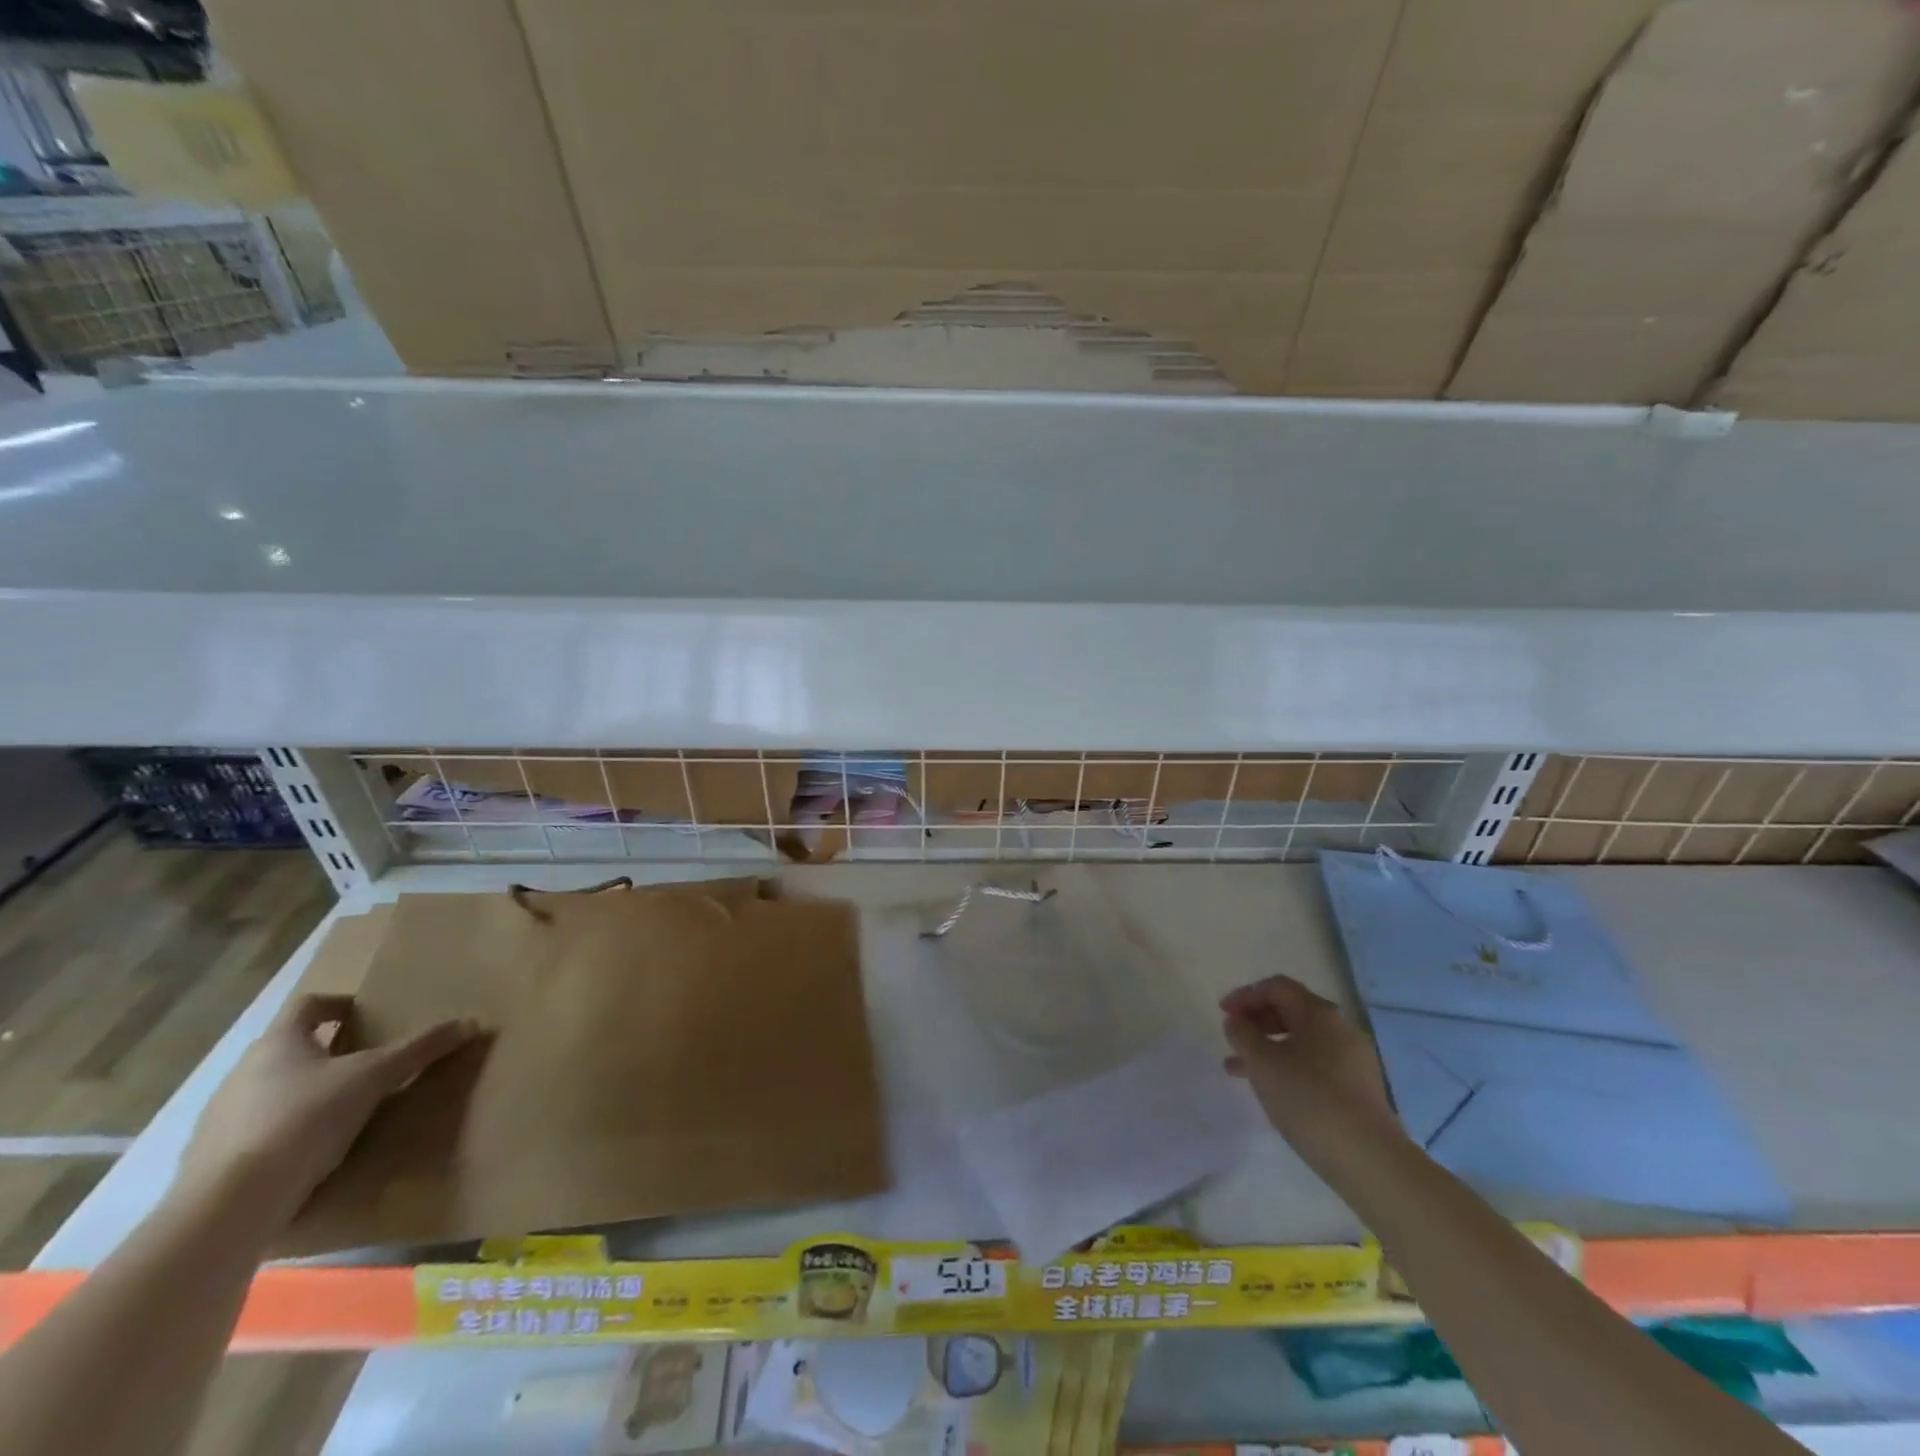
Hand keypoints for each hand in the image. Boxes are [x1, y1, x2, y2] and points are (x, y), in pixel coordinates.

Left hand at [177, 993, 480, 1230]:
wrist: (229, 1206)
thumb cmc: (304, 1119)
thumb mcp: (375, 1078)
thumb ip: (420, 1049)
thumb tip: (471, 1022)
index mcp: (278, 1043)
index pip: (308, 1005)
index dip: (338, 1004)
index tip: (366, 1014)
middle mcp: (242, 1072)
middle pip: (289, 1049)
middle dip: (327, 1052)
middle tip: (367, 1064)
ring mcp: (220, 1118)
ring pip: (271, 1091)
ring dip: (305, 1093)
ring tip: (344, 1110)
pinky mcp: (211, 1161)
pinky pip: (256, 1133)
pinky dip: (285, 1133)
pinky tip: (311, 1151)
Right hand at [1220, 974, 1401, 1151]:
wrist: (1369, 1159)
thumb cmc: (1308, 1098)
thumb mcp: (1261, 1062)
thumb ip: (1242, 1034)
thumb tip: (1236, 1021)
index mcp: (1320, 1013)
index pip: (1277, 987)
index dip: (1245, 994)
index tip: (1222, 1013)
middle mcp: (1341, 1028)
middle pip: (1291, 1011)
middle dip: (1256, 1021)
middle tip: (1232, 1039)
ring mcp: (1353, 1059)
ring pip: (1301, 1041)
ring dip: (1268, 1047)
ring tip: (1239, 1070)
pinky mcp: (1358, 1088)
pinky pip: (1315, 1063)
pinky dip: (1288, 1066)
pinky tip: (1273, 1089)